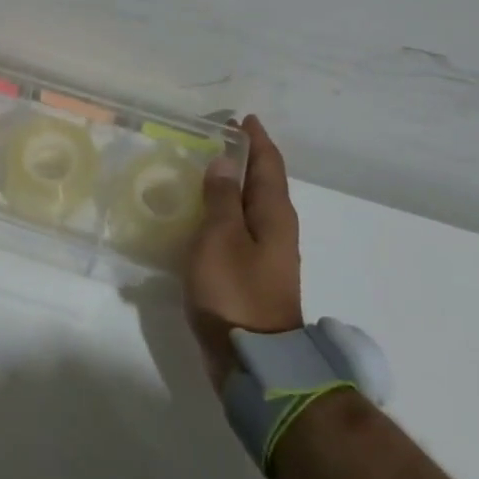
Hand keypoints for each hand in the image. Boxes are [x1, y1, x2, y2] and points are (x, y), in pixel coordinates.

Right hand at [183, 115, 303, 385]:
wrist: (254, 360)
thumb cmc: (235, 292)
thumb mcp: (221, 237)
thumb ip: (222, 198)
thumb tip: (226, 162)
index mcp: (274, 214)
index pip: (269, 164)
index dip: (256, 139)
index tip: (240, 118)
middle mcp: (277, 229)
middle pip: (263, 183)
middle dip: (243, 158)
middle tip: (213, 140)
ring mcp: (266, 254)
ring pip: (250, 207)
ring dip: (232, 186)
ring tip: (203, 173)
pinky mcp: (252, 275)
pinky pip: (239, 230)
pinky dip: (224, 214)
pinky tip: (201, 218)